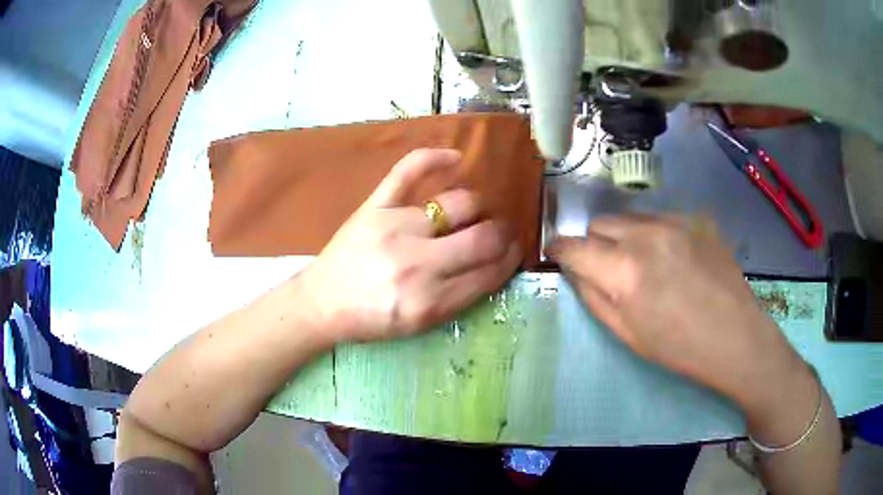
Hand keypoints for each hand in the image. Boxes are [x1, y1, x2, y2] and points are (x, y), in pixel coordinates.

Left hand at [297, 148, 520, 343]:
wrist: (322, 303)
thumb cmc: (371, 319)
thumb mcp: (420, 325)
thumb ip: (459, 298)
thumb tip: (494, 264)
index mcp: (431, 301)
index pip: (489, 272)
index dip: (509, 260)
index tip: (513, 252)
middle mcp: (419, 264)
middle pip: (482, 237)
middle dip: (503, 233)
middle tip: (502, 232)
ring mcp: (396, 227)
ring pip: (460, 203)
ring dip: (480, 206)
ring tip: (480, 211)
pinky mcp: (375, 206)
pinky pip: (409, 171)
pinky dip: (434, 158)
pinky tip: (456, 158)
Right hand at [548, 214, 809, 410]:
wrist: (736, 336)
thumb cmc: (679, 347)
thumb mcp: (627, 333)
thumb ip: (593, 297)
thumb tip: (575, 271)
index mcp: (624, 270)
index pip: (573, 246)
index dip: (560, 250)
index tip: (557, 255)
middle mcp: (645, 234)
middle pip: (600, 223)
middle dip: (595, 244)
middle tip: (609, 270)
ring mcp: (673, 222)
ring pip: (629, 218)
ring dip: (624, 237)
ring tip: (644, 265)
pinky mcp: (694, 220)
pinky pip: (658, 218)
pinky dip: (652, 234)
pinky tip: (671, 259)